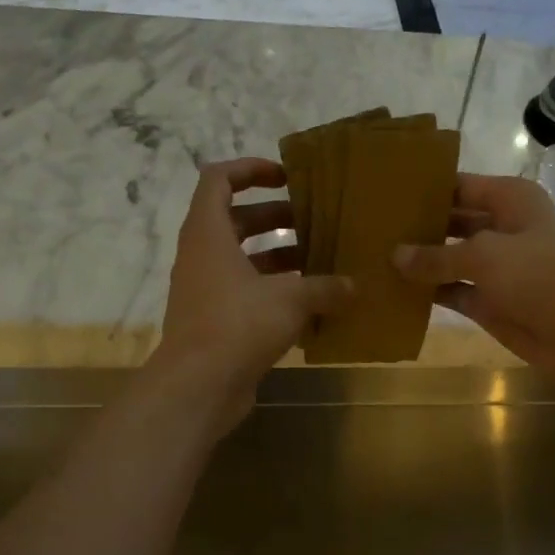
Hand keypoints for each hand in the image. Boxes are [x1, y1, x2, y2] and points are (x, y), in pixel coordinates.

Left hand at [154, 158, 352, 427]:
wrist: (199, 385)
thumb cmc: (239, 324)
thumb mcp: (290, 299)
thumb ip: (324, 288)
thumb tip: (354, 286)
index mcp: (208, 233)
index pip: (218, 179)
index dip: (250, 170)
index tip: (286, 177)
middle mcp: (202, 256)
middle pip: (236, 220)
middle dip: (275, 217)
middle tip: (314, 221)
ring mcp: (206, 291)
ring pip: (243, 261)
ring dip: (278, 258)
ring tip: (320, 262)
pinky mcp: (215, 322)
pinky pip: (246, 295)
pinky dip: (274, 294)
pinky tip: (311, 306)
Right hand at [392, 173, 554, 379]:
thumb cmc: (538, 275)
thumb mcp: (483, 256)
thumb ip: (436, 256)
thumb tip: (395, 255)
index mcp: (508, 199)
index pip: (458, 186)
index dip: (425, 189)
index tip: (384, 192)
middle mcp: (500, 228)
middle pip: (450, 222)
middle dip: (417, 227)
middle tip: (370, 229)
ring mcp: (494, 267)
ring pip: (448, 259)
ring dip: (419, 262)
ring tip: (372, 258)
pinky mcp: (488, 301)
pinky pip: (451, 292)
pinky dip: (428, 293)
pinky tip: (394, 292)